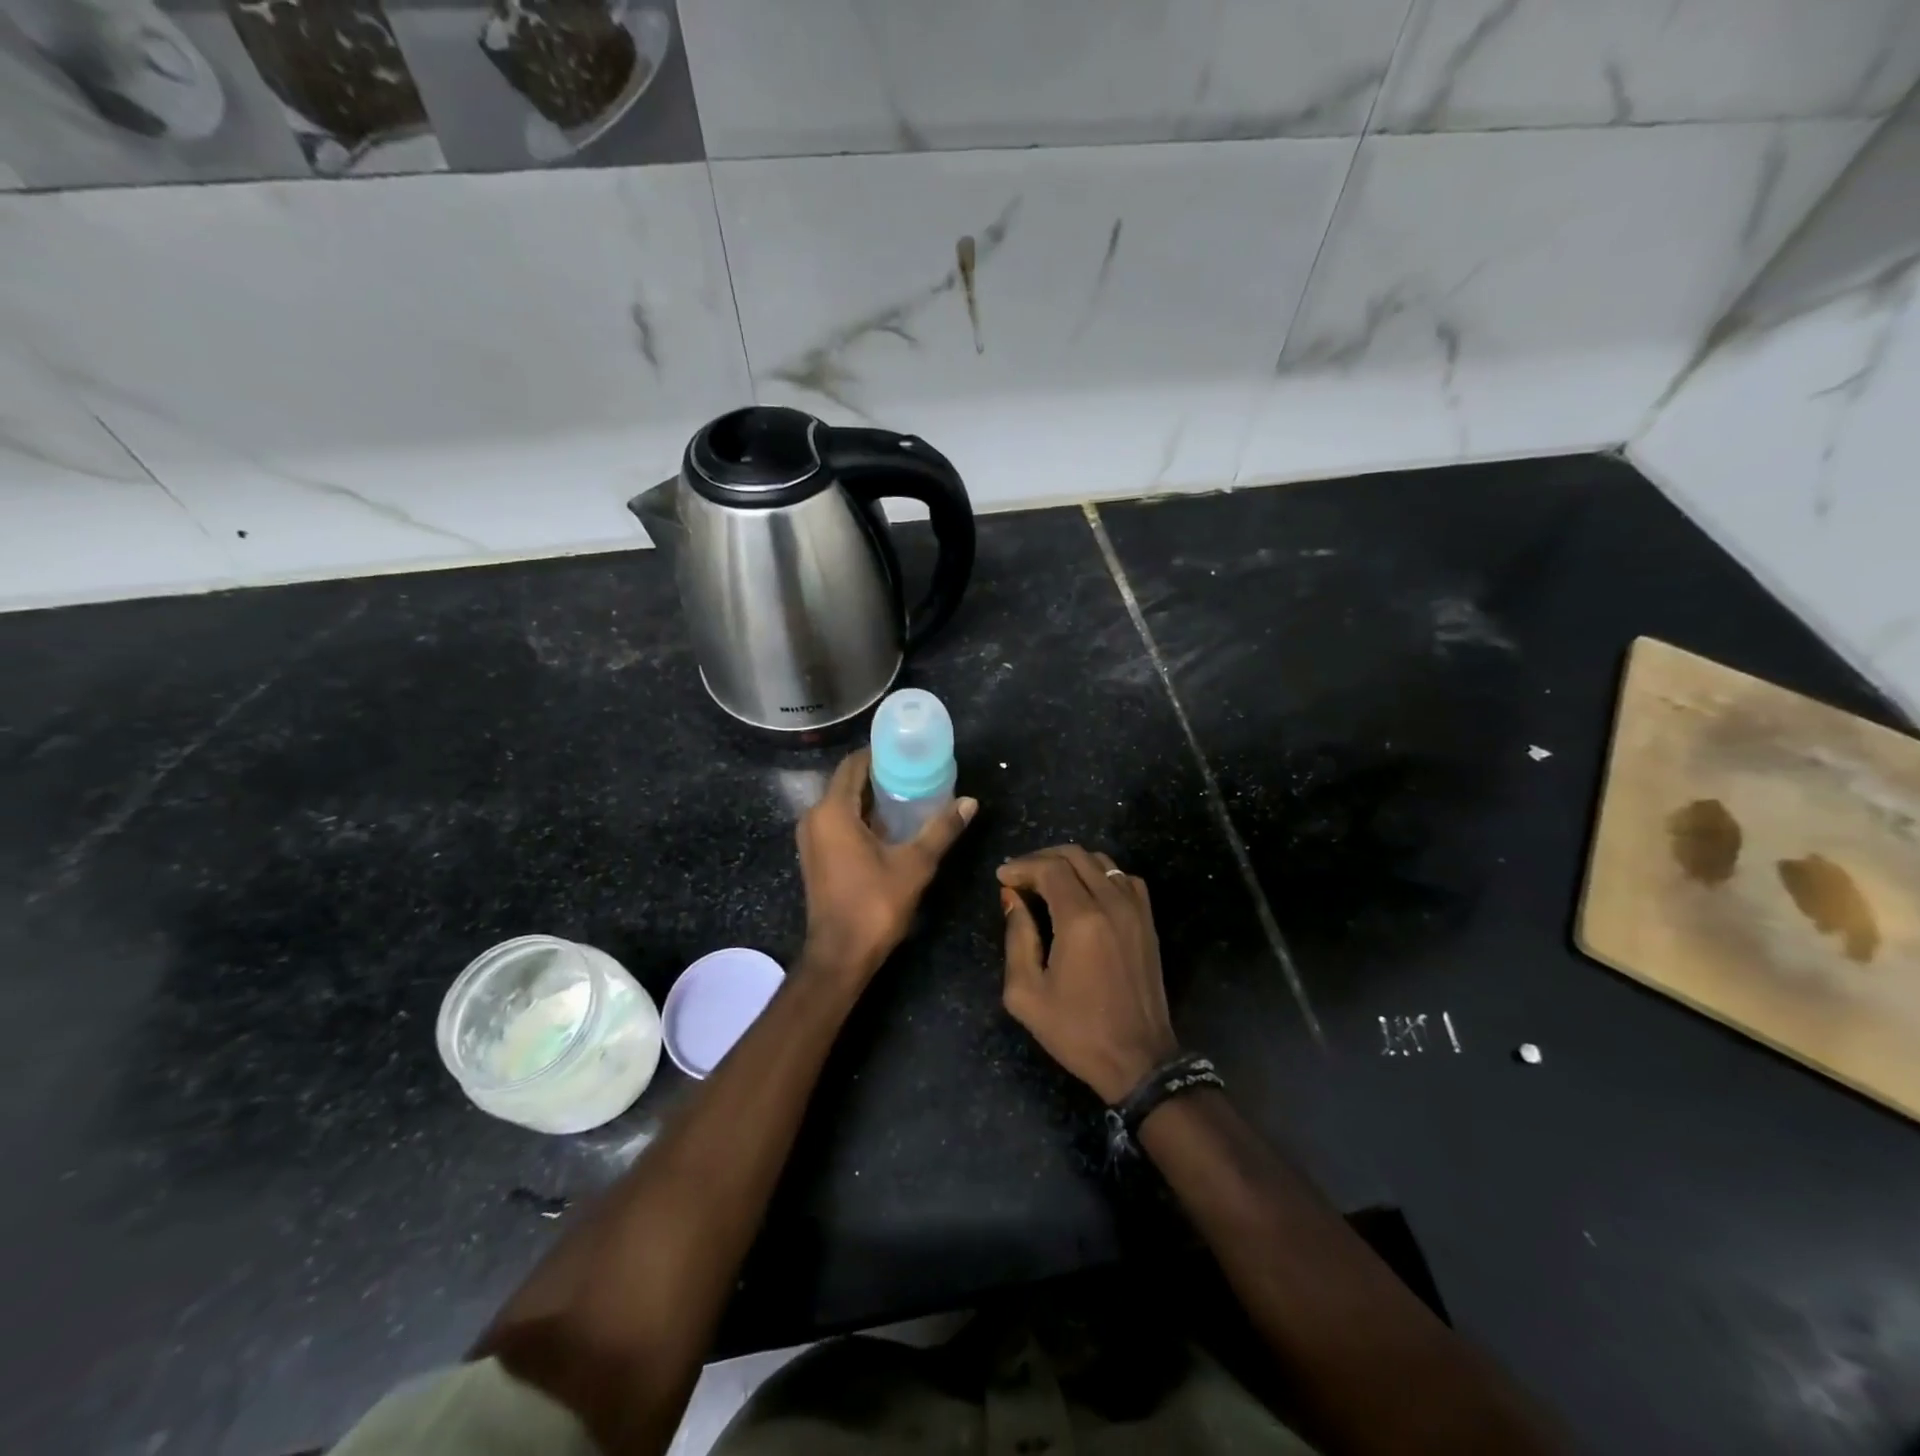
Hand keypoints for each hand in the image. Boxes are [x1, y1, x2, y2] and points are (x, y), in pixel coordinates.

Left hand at [797, 749, 976, 984]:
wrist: (840, 955)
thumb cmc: (874, 904)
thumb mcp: (915, 864)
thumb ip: (941, 829)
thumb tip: (970, 802)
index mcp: (832, 811)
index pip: (853, 764)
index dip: (880, 753)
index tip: (909, 751)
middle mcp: (815, 818)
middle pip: (847, 782)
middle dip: (879, 775)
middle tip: (916, 771)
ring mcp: (812, 838)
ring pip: (842, 803)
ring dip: (871, 797)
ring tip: (909, 794)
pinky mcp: (815, 856)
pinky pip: (838, 822)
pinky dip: (861, 817)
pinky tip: (891, 824)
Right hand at [998, 846, 1178, 1103]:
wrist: (1138, 1059)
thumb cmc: (1076, 1030)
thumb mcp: (1026, 993)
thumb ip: (1016, 937)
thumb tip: (1012, 898)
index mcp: (1080, 920)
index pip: (1049, 868)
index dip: (1022, 866)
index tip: (1002, 878)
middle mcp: (1111, 904)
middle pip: (1075, 855)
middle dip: (1042, 859)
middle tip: (1019, 876)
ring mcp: (1135, 910)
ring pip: (1101, 861)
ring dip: (1070, 863)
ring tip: (1047, 881)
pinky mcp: (1148, 921)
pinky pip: (1123, 878)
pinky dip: (1100, 874)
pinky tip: (1084, 892)